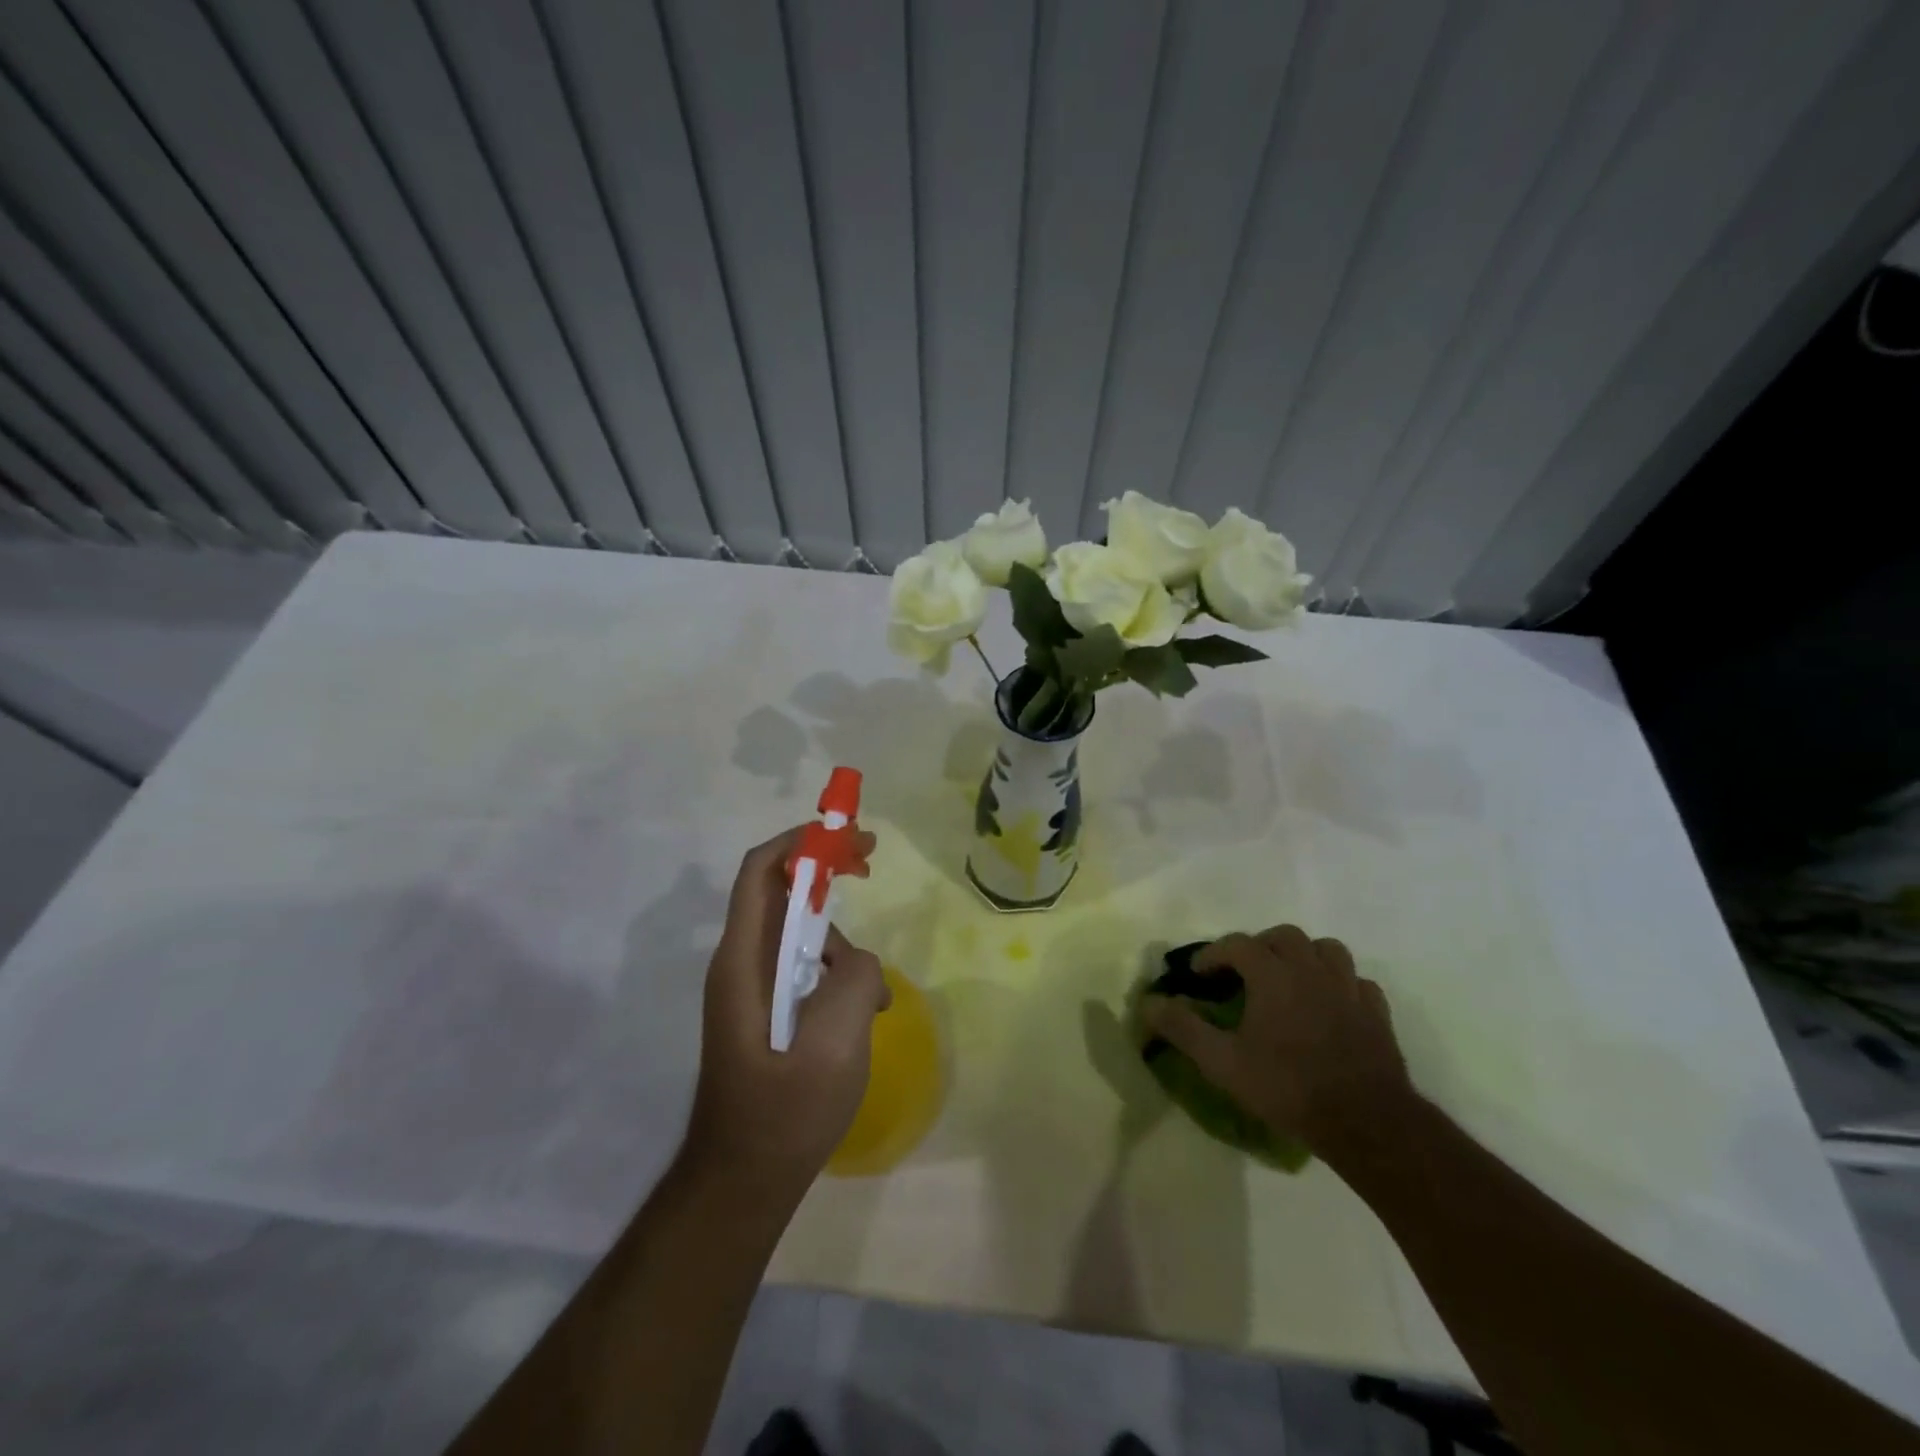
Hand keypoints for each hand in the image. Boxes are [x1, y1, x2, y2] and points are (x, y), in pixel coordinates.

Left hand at [682, 826, 888, 1203]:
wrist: (743, 1183)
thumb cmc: (783, 1115)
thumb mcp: (834, 1047)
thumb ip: (854, 982)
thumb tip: (858, 961)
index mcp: (743, 962)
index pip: (761, 871)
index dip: (801, 841)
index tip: (849, 837)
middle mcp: (741, 964)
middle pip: (781, 892)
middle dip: (826, 871)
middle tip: (870, 863)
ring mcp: (753, 989)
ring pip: (800, 935)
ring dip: (841, 943)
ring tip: (874, 997)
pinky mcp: (767, 1012)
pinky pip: (805, 970)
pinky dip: (838, 976)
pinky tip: (864, 1016)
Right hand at [1142, 925, 1413, 1160]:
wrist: (1366, 1123)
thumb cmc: (1288, 1087)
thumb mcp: (1222, 1063)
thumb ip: (1183, 1028)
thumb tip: (1148, 1002)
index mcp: (1273, 975)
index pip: (1237, 944)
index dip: (1213, 954)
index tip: (1197, 974)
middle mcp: (1311, 970)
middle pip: (1283, 936)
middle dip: (1258, 946)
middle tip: (1243, 972)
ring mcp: (1349, 989)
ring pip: (1326, 949)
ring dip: (1303, 955)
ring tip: (1289, 978)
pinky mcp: (1377, 1013)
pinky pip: (1357, 982)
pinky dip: (1339, 984)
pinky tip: (1330, 1004)